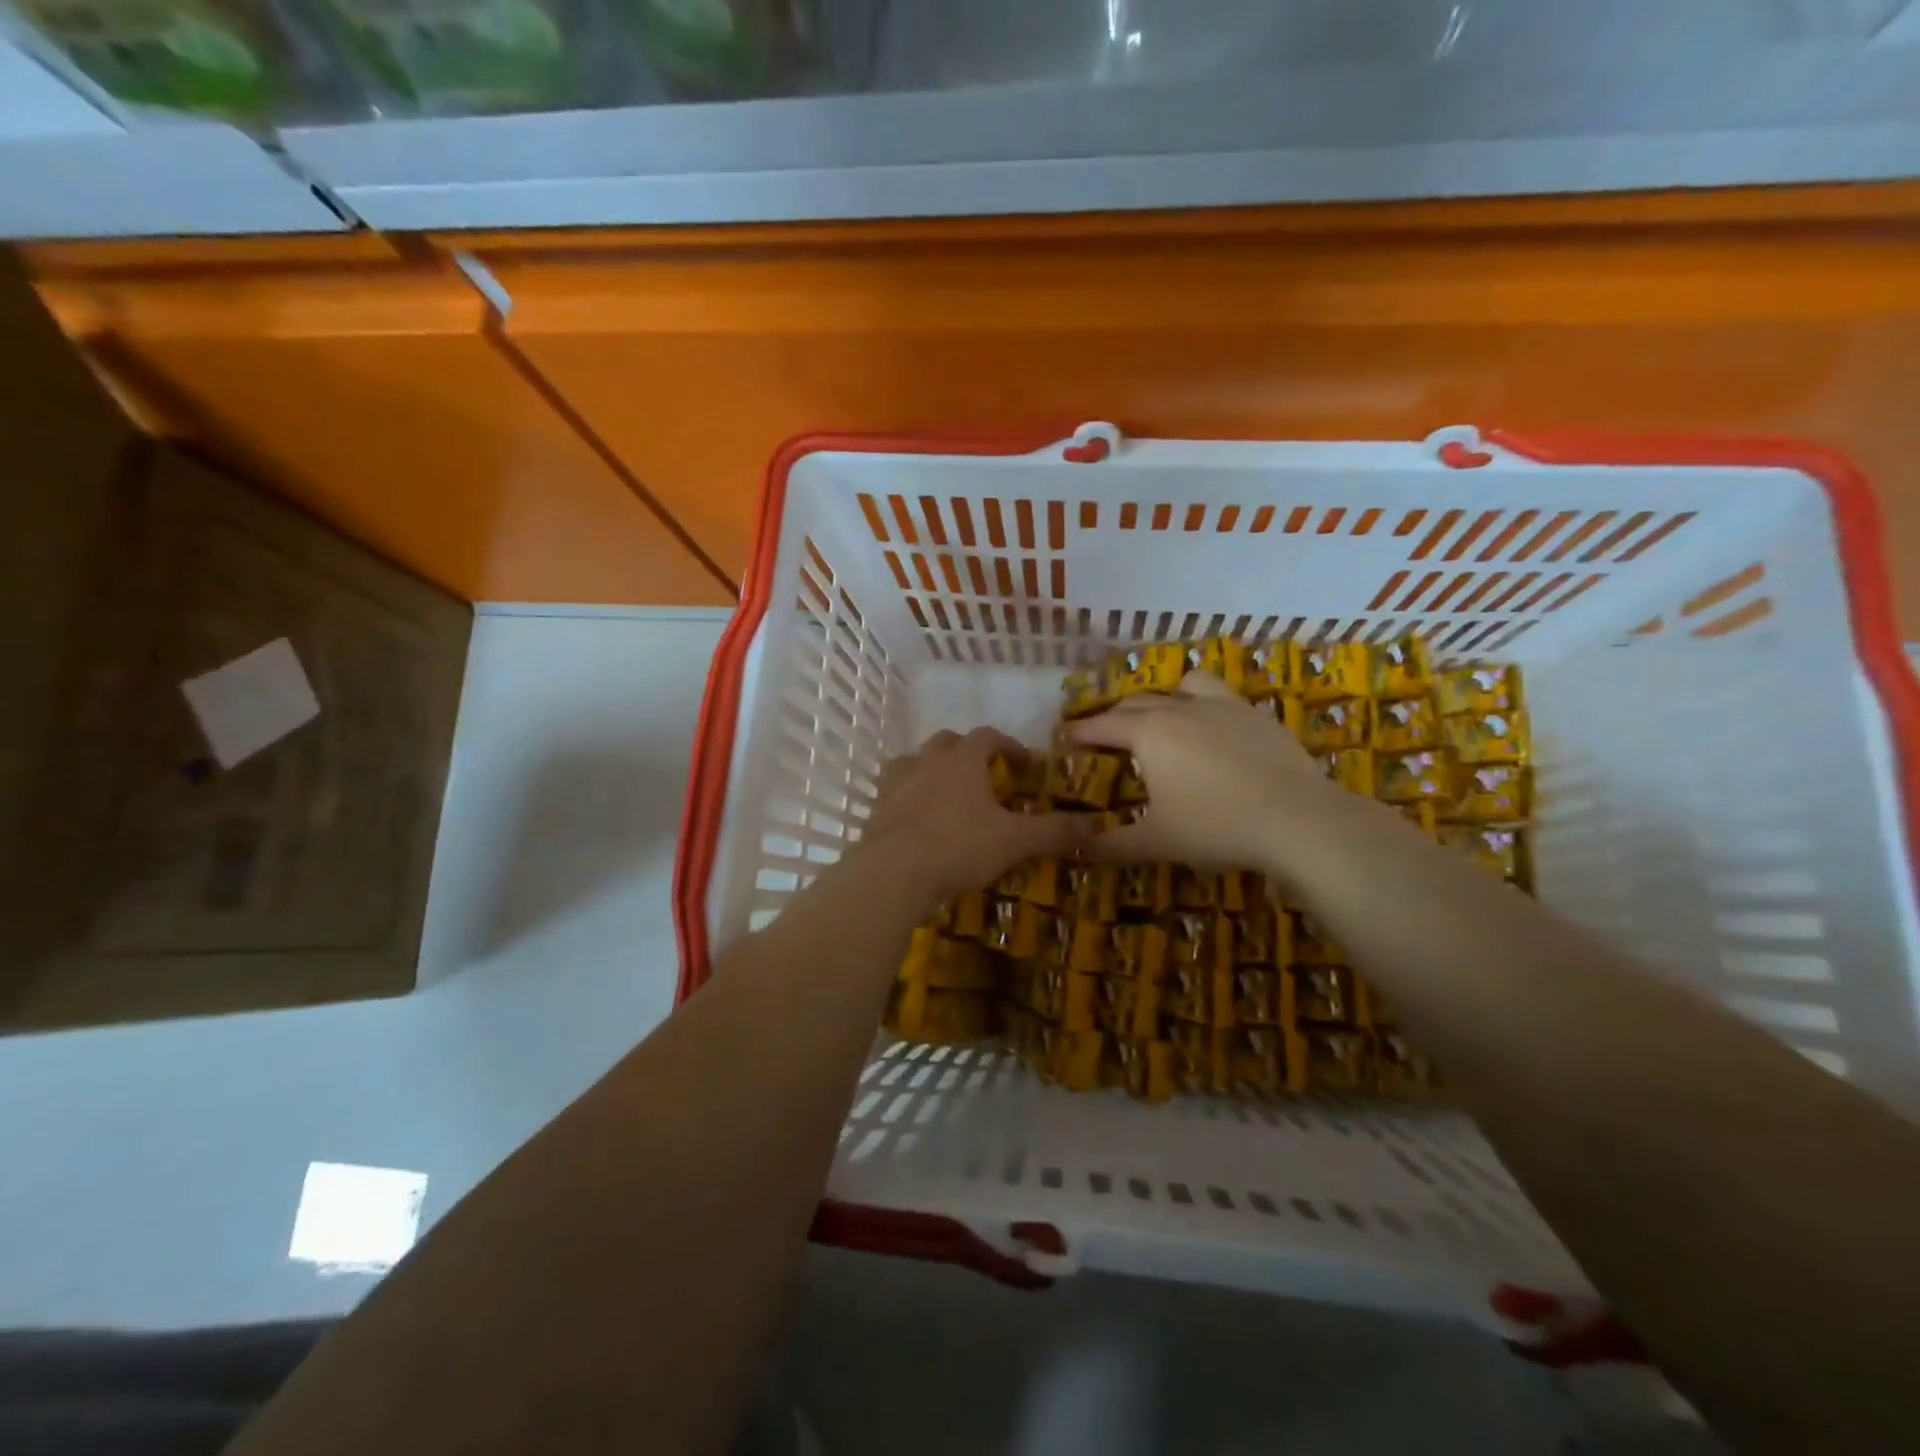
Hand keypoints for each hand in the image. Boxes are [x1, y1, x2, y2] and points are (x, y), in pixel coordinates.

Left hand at [861, 727, 1090, 905]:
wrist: (894, 873)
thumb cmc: (959, 846)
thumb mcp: (1015, 841)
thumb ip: (1054, 831)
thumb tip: (1094, 825)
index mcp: (963, 760)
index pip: (988, 736)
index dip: (1009, 746)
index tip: (1023, 765)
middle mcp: (926, 761)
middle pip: (948, 742)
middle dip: (968, 753)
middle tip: (984, 777)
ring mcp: (896, 782)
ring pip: (915, 762)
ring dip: (932, 770)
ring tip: (947, 794)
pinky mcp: (876, 808)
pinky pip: (894, 791)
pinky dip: (908, 797)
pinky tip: (917, 819)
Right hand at [1067, 673, 1356, 879]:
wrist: (1296, 819)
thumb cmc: (1215, 827)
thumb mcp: (1157, 842)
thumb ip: (1113, 844)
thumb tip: (1079, 848)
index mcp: (1149, 733)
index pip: (1102, 725)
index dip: (1080, 731)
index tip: (1064, 737)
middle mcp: (1180, 709)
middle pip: (1136, 702)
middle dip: (1114, 716)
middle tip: (1105, 736)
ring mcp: (1222, 706)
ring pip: (1183, 685)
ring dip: (1164, 697)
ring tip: (1164, 717)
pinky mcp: (1256, 714)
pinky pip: (1221, 696)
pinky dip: (1205, 704)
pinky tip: (1214, 730)